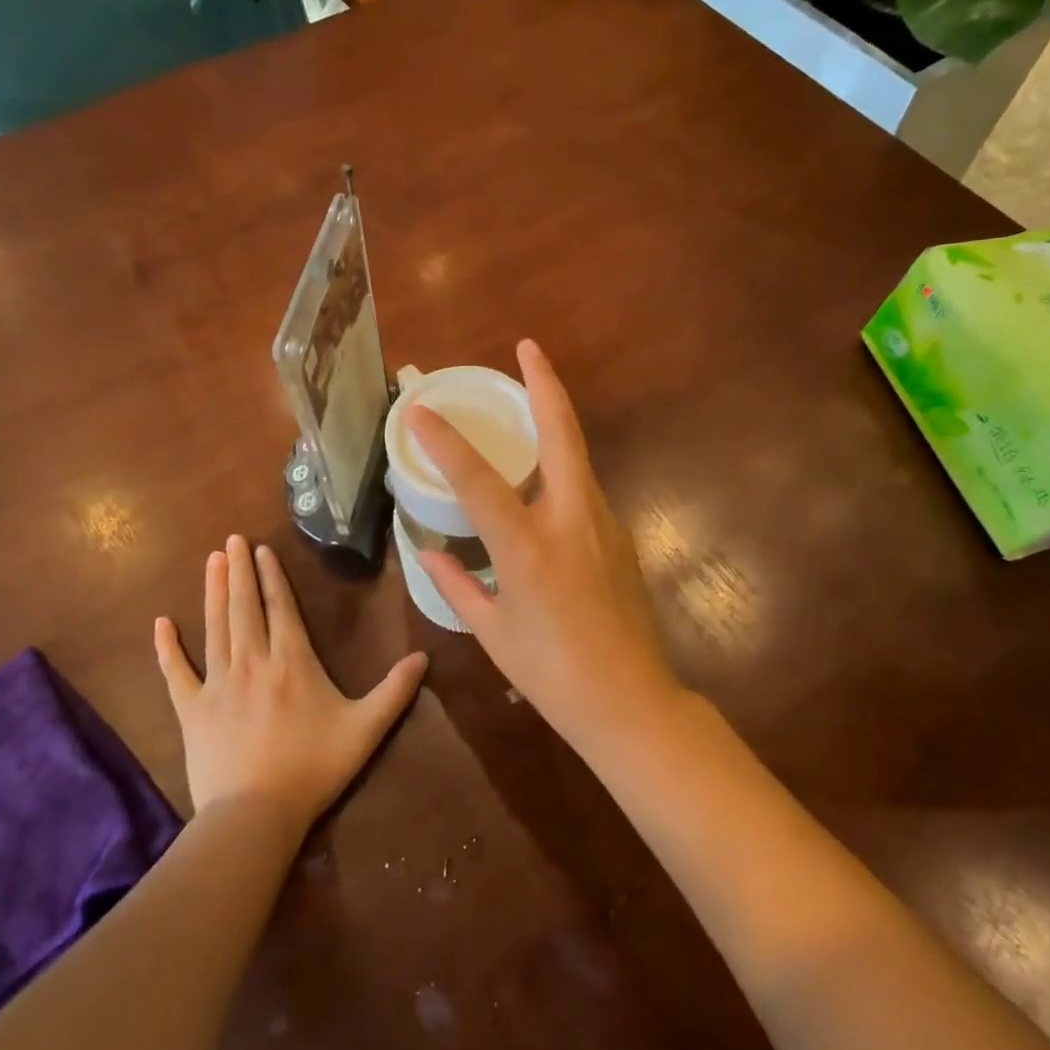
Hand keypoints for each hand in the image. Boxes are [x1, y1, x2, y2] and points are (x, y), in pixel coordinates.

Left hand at [155, 536, 426, 830]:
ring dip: (213, 591)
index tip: (261, 549)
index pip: (281, 607)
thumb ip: (395, 691)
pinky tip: (160, 623)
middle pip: (244, 606)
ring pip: (215, 627)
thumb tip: (424, 657)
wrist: (255, 814)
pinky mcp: (192, 709)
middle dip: (238, 570)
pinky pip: (175, 671)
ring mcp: (218, 683)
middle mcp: (253, 661)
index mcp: (292, 661)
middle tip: (231, 540)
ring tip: (210, 560)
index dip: (271, 576)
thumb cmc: (314, 767)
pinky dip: (167, 647)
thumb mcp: (365, 728)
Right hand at [406, 340, 682, 750]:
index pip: (477, 480)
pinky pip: (584, 486)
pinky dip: (561, 466)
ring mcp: (603, 523)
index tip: (418, 410)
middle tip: (528, 348)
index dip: (444, 441)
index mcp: (528, 548)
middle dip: (544, 384)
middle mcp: (570, 521)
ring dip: (555, 420)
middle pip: (561, 434)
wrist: (631, 701)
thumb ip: (457, 585)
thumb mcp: (493, 632)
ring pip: (578, 455)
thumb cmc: (552, 674)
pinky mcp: (619, 535)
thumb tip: (430, 552)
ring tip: (528, 399)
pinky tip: (543, 476)